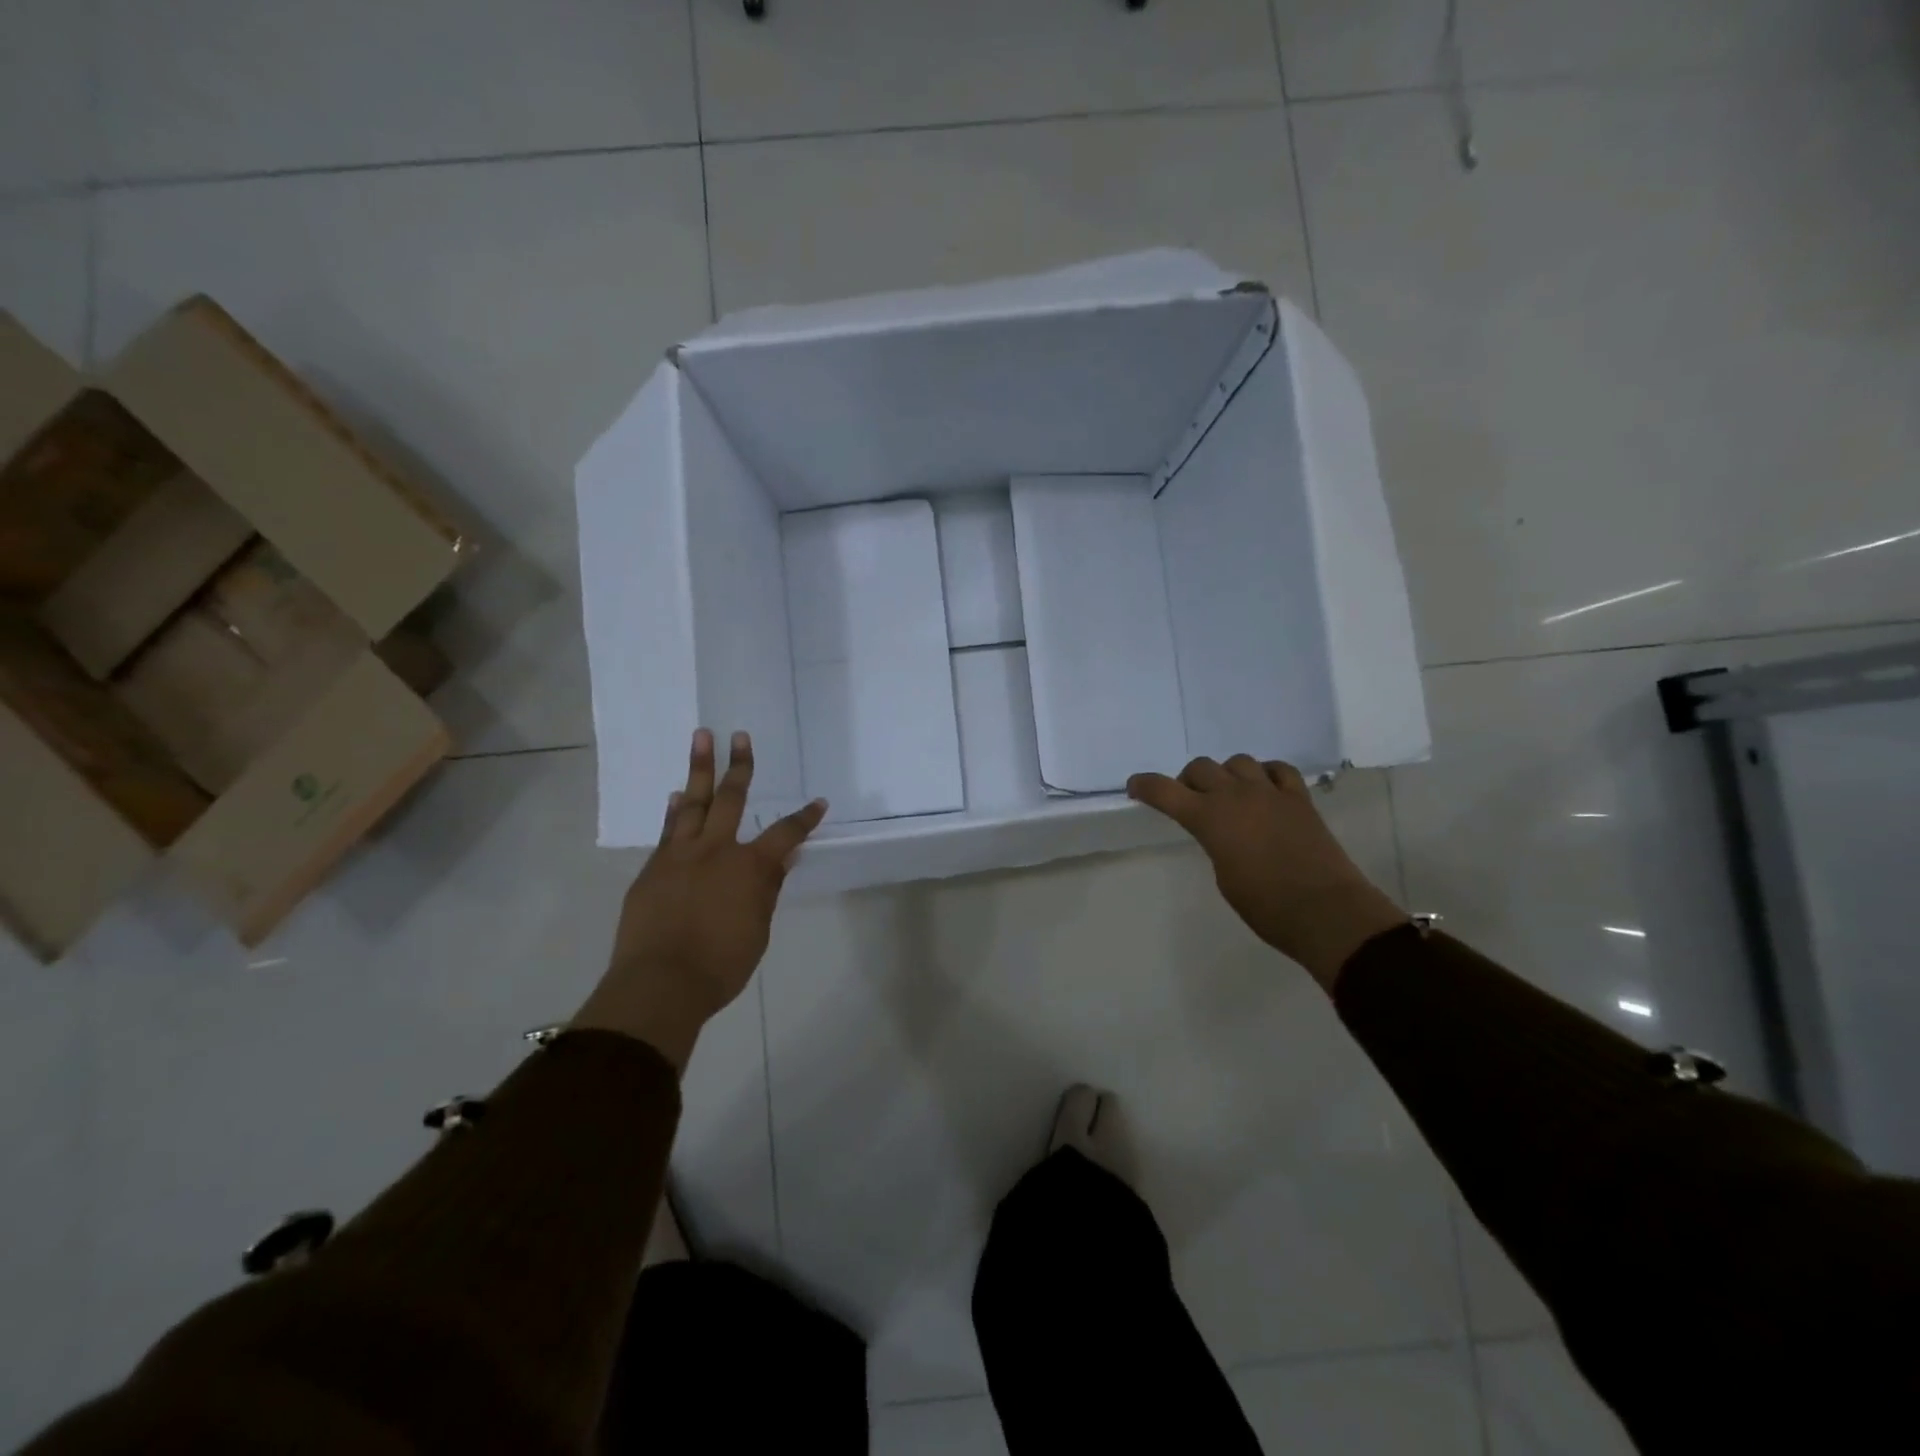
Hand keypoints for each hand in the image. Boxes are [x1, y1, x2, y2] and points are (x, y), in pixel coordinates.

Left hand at [574, 729, 826, 1069]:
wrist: (660, 983)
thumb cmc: (721, 965)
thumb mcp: (757, 930)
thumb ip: (768, 890)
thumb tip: (783, 859)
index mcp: (749, 867)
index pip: (785, 834)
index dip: (804, 818)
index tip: (819, 803)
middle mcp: (715, 850)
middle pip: (730, 798)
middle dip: (739, 766)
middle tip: (739, 736)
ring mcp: (680, 856)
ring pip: (693, 803)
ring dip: (699, 769)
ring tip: (702, 738)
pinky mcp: (653, 869)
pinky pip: (668, 830)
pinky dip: (675, 810)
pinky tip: (678, 796)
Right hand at [1127, 756, 1406, 991]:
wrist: (1324, 910)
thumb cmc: (1264, 905)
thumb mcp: (1223, 876)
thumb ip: (1215, 843)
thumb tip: (1223, 832)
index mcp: (1209, 818)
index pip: (1165, 791)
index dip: (1145, 785)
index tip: (1135, 787)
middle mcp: (1236, 796)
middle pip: (1201, 767)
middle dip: (1188, 780)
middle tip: (1189, 799)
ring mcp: (1271, 792)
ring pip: (1238, 762)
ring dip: (1227, 774)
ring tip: (1230, 794)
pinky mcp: (1299, 798)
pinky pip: (1278, 769)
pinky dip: (1266, 774)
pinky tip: (1265, 788)